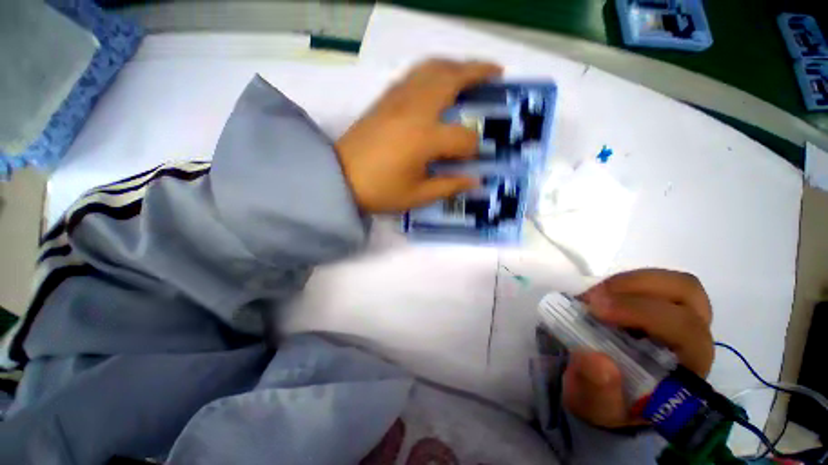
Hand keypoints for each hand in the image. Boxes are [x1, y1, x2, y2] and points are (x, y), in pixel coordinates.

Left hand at [335, 59, 502, 212]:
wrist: (339, 178)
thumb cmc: (379, 191)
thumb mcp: (417, 196)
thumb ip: (449, 186)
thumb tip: (475, 181)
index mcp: (424, 138)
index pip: (463, 137)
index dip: (472, 149)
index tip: (470, 159)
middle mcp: (414, 110)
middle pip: (452, 78)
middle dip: (479, 72)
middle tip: (497, 74)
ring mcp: (397, 99)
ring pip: (432, 68)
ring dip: (456, 65)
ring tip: (470, 72)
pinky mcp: (385, 99)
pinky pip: (414, 74)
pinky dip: (433, 70)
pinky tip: (438, 81)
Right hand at [562, 269, 713, 428]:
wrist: (608, 389)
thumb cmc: (608, 401)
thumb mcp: (595, 407)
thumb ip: (596, 392)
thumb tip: (594, 358)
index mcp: (686, 371)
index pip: (686, 332)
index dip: (644, 313)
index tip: (595, 311)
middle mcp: (692, 340)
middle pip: (687, 296)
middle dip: (635, 292)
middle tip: (592, 299)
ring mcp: (681, 319)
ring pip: (677, 283)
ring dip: (631, 282)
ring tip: (595, 294)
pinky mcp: (662, 307)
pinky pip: (657, 283)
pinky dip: (626, 282)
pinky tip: (601, 294)